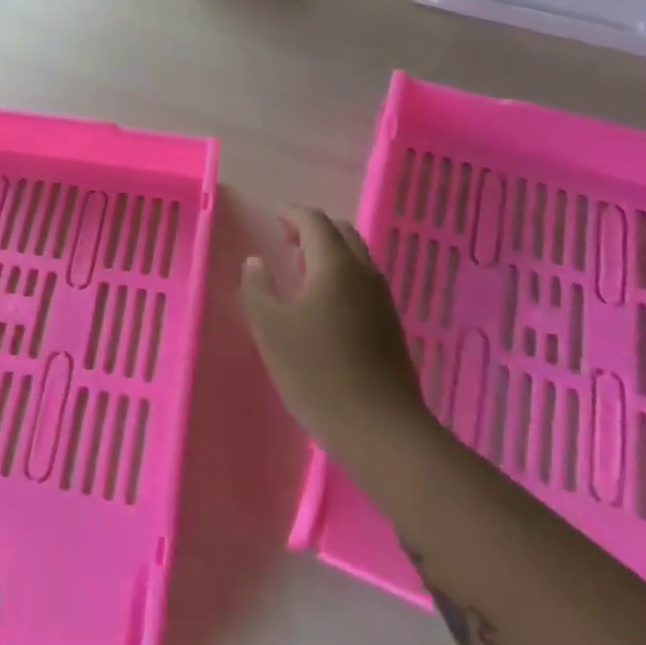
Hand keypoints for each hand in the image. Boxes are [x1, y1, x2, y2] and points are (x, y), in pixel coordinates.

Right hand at [240, 207, 432, 460]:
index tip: (273, 219)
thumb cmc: (317, 373)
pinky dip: (341, 275)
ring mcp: (382, 300)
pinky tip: (323, 304)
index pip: (315, 221)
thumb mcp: (270, 330)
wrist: (381, 430)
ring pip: (357, 258)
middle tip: (286, 241)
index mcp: (335, 266)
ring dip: (329, 253)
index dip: (292, 214)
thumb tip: (255, 262)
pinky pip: (363, 282)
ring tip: (300, 271)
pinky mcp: (390, 326)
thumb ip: (257, 289)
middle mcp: (364, 274)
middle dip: (313, 229)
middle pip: (342, 233)